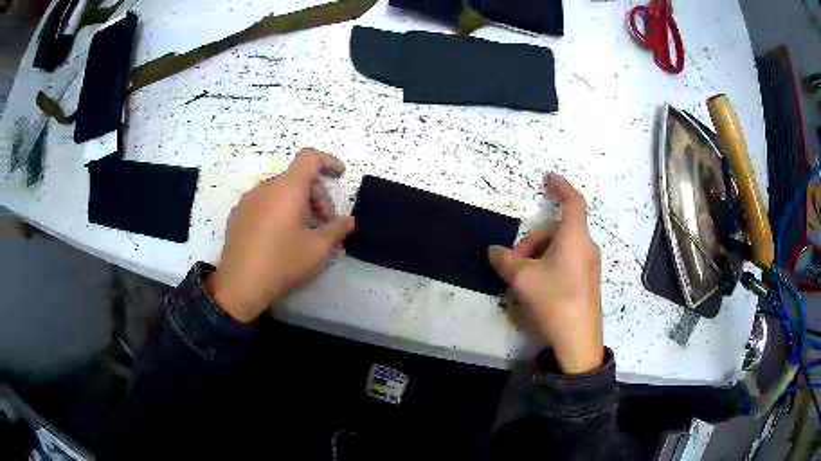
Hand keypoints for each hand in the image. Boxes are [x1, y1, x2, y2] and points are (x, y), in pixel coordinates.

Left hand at [208, 148, 354, 322]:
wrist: (240, 285)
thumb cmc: (282, 262)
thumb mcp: (318, 248)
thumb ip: (337, 229)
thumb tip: (349, 221)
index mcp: (287, 188)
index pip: (309, 158)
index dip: (328, 161)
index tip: (340, 176)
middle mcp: (265, 187)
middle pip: (296, 177)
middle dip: (317, 194)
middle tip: (325, 222)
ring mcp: (247, 200)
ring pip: (279, 190)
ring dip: (297, 202)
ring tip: (303, 230)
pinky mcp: (237, 214)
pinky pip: (263, 201)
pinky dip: (278, 209)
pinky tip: (279, 235)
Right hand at [488, 174, 602, 373]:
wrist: (578, 339)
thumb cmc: (554, 299)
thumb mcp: (523, 278)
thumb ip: (505, 260)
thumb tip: (494, 251)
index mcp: (575, 237)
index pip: (573, 201)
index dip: (561, 187)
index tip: (549, 179)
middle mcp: (586, 247)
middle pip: (559, 229)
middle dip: (534, 239)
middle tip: (515, 261)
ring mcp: (589, 266)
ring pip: (562, 247)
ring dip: (540, 254)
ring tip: (523, 278)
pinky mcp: (588, 282)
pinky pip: (568, 261)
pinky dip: (550, 264)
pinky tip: (537, 287)